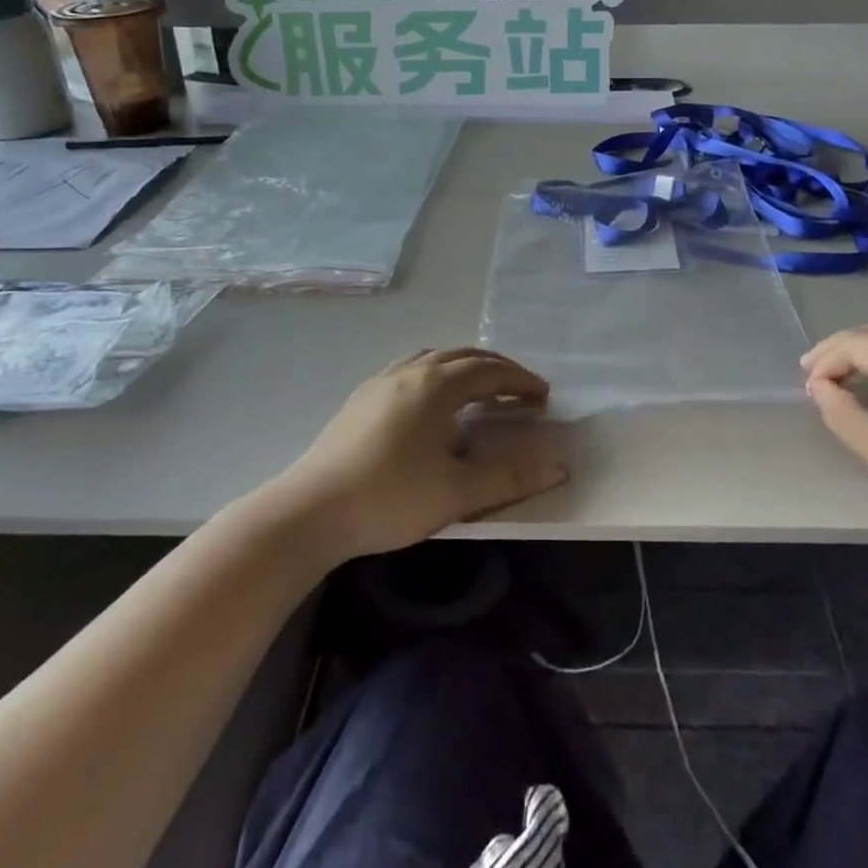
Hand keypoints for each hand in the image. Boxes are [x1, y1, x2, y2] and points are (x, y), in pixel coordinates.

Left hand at [280, 349, 566, 561]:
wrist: (309, 511)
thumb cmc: (389, 498)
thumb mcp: (456, 493)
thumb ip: (509, 478)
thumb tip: (558, 468)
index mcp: (436, 385)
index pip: (489, 370)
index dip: (519, 379)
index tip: (543, 395)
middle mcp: (410, 371)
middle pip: (462, 355)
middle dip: (496, 368)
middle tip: (519, 388)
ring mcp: (381, 381)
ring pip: (433, 357)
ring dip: (463, 365)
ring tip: (478, 387)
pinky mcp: (361, 398)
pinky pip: (409, 368)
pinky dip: (435, 372)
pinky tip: (429, 400)